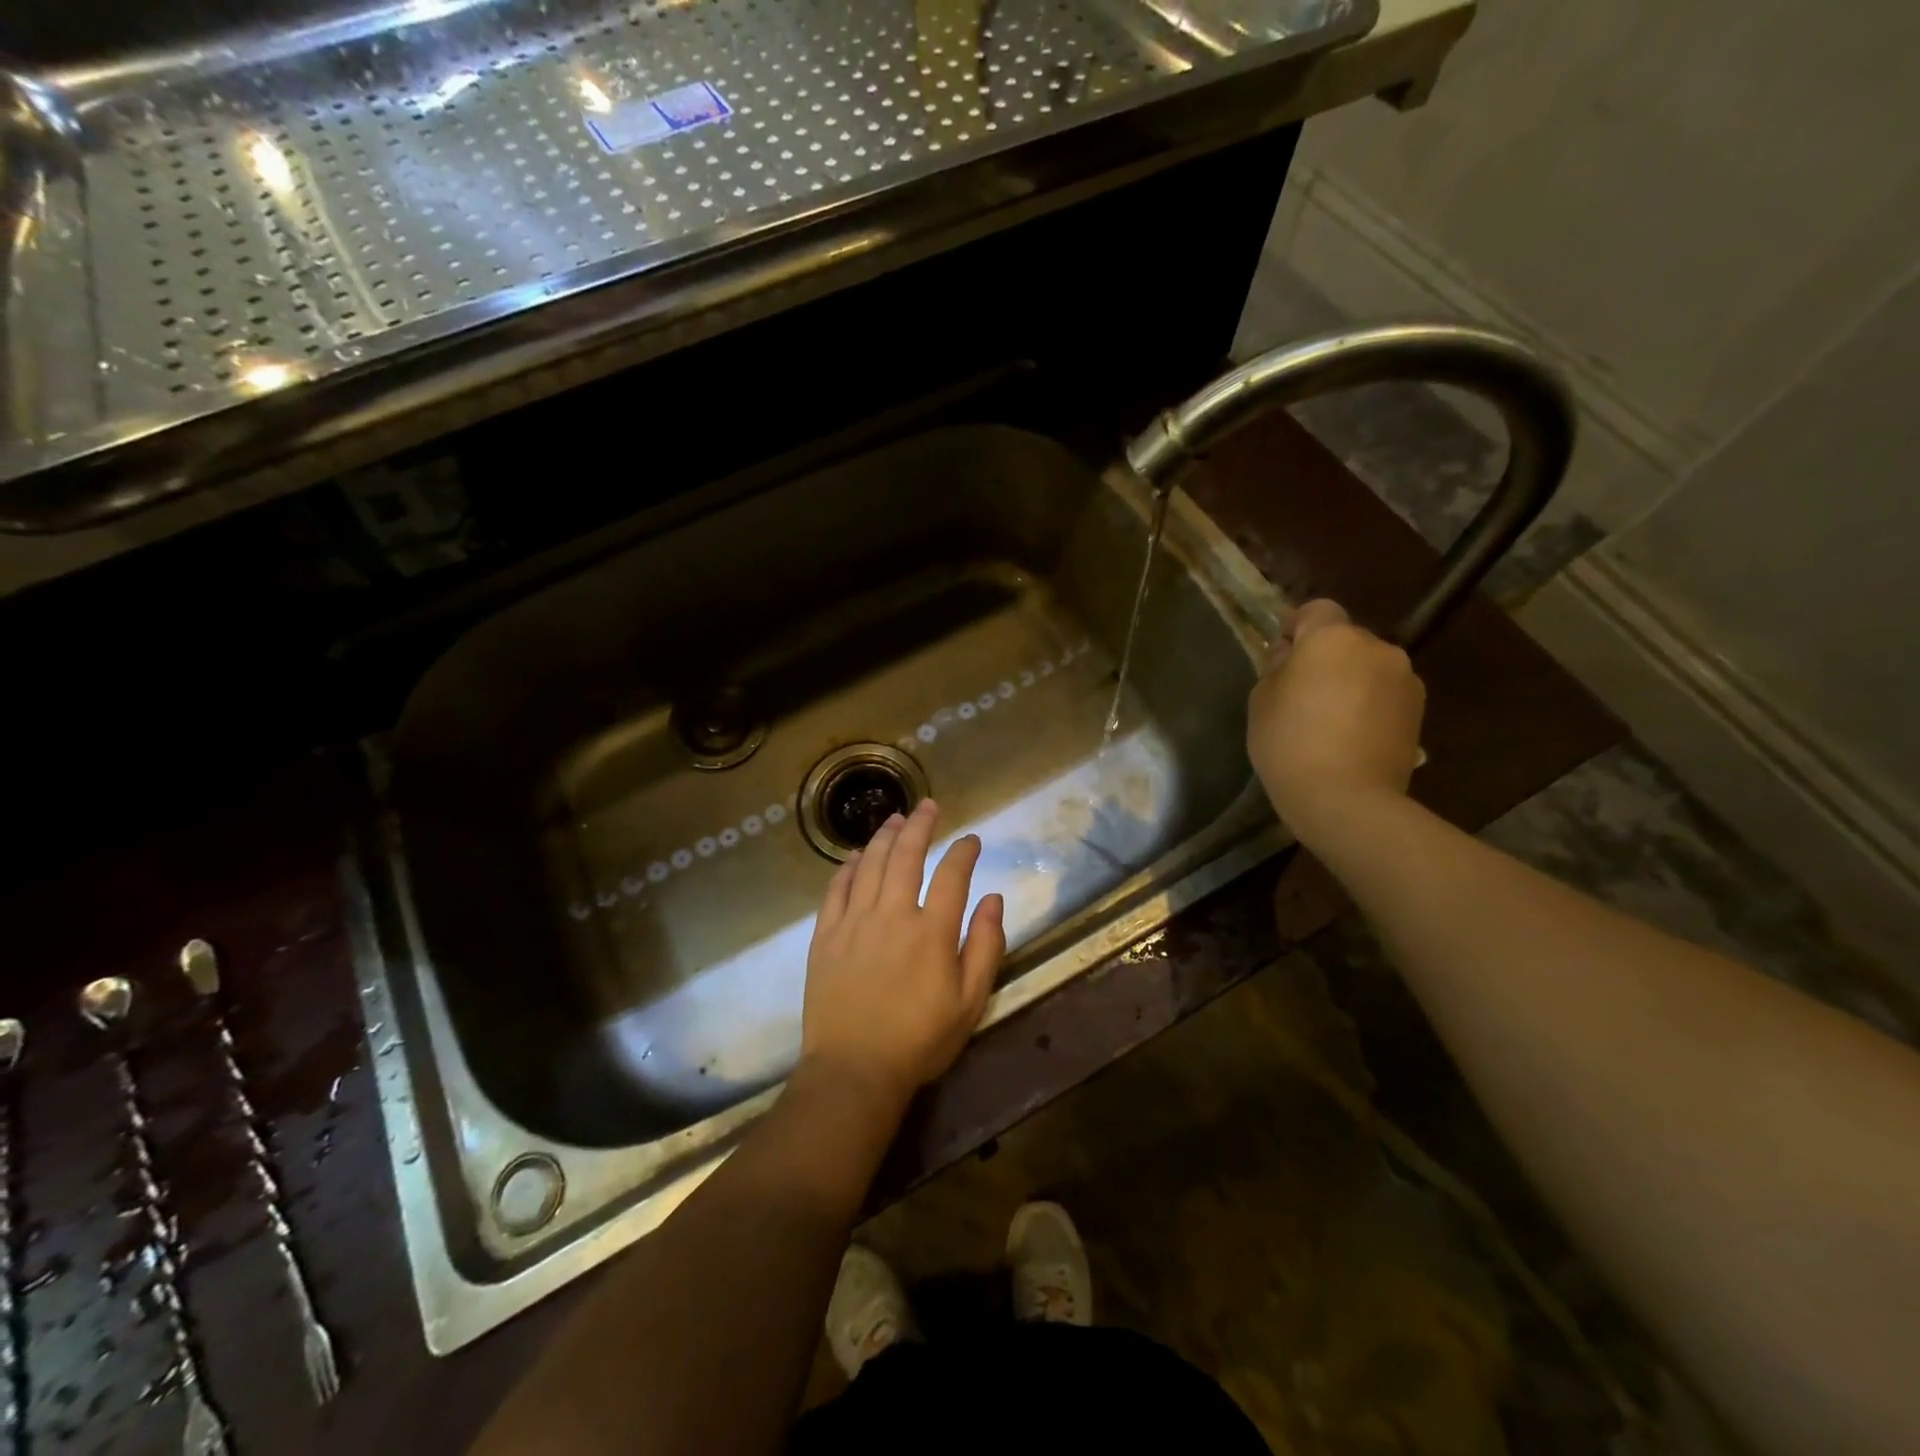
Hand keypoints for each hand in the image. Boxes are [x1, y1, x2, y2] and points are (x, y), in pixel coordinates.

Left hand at [800, 799, 1005, 1112]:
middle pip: (906, 855)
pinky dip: (848, 867)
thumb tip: (995, 898)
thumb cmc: (920, 1040)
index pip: (953, 874)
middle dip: (920, 825)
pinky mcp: (825, 935)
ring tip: (894, 818)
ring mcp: (854, 922)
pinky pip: (836, 889)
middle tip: (928, 806)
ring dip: (884, 836)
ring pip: (870, 864)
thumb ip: (986, 946)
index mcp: (932, 931)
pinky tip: (856, 856)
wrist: (854, 1070)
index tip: (971, 839)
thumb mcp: (970, 1002)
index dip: (964, 851)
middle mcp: (893, 914)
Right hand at [1247, 599, 1425, 844]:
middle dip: (1324, 656)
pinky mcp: (1419, 709)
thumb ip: (1277, 668)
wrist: (1346, 799)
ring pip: (1368, 666)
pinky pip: (1384, 692)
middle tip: (1301, 690)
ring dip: (1350, 679)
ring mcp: (1404, 678)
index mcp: (1332, 638)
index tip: (1281, 652)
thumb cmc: (1290, 744)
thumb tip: (1292, 657)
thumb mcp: (1261, 701)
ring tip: (1329, 717)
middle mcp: (1377, 647)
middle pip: (1345, 639)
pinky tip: (1351, 734)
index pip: (1316, 610)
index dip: (1296, 626)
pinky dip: (1368, 702)